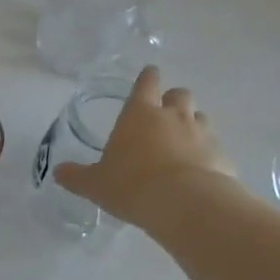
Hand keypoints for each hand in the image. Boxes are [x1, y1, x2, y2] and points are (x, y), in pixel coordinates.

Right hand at [54, 66, 237, 229]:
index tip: (148, 76)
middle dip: (172, 100)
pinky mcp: (221, 155)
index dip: (147, 77)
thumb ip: (77, 176)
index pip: (146, 82)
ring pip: (200, 117)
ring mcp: (201, 133)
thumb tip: (58, 172)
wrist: (186, 204)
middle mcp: (173, 116)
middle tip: (162, 115)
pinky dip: (206, 153)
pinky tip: (197, 170)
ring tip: (181, 144)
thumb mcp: (95, 184)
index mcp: (139, 114)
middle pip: (179, 94)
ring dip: (191, 124)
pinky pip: (214, 146)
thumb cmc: (132, 185)